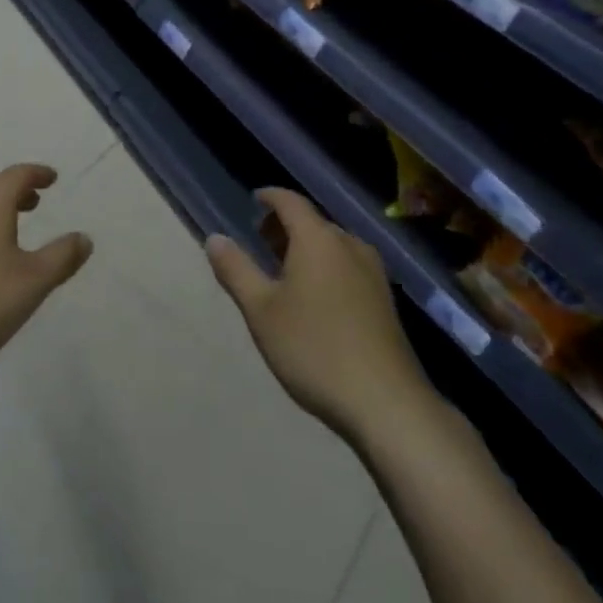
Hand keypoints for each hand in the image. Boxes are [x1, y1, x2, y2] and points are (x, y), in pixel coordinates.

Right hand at [207, 189, 431, 437]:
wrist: (387, 404)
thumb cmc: (315, 349)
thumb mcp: (261, 311)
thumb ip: (236, 270)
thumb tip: (214, 238)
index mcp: (318, 239)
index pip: (290, 201)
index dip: (270, 197)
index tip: (254, 200)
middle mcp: (349, 244)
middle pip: (313, 221)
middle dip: (286, 226)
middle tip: (262, 242)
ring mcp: (373, 272)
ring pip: (333, 244)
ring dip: (307, 247)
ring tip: (285, 271)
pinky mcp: (386, 300)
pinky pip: (348, 265)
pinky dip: (326, 266)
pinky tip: (316, 298)